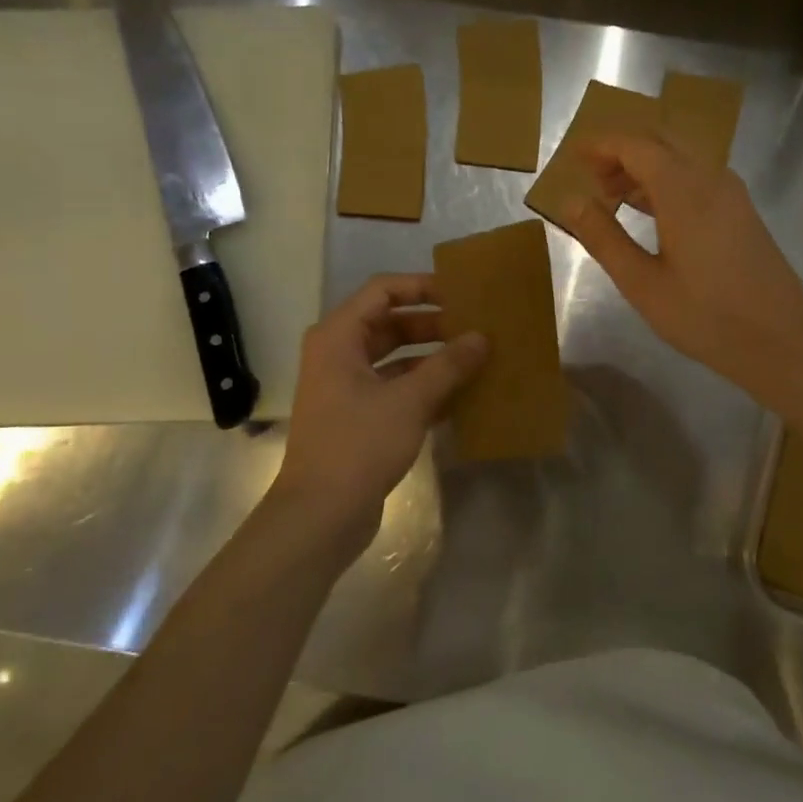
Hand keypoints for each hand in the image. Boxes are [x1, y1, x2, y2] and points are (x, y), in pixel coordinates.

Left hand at [274, 274, 486, 549]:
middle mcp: (338, 355)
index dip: (422, 287)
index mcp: (338, 337)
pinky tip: (462, 396)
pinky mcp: (359, 417)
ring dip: (433, 358)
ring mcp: (347, 388)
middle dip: (433, 324)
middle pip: (390, 324)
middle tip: (476, 327)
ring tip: (476, 359)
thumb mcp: (410, 401)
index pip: (383, 291)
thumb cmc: (359, 445)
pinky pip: (396, 389)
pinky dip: (425, 388)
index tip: (461, 294)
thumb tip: (481, 337)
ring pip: (396, 359)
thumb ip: (448, 366)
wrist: (320, 514)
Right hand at [561, 133, 802, 392]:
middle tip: (592, 179)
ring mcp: (732, 193)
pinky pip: (698, 177)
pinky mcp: (742, 211)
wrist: (780, 339)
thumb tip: (572, 201)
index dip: (602, 145)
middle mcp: (711, 178)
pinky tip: (653, 213)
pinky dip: (668, 182)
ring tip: (614, 198)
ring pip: (682, 158)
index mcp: (684, 190)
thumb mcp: (642, 283)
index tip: (574, 155)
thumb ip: (604, 238)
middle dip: (623, 152)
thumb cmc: (705, 316)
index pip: (636, 146)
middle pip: (661, 142)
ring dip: (646, 168)